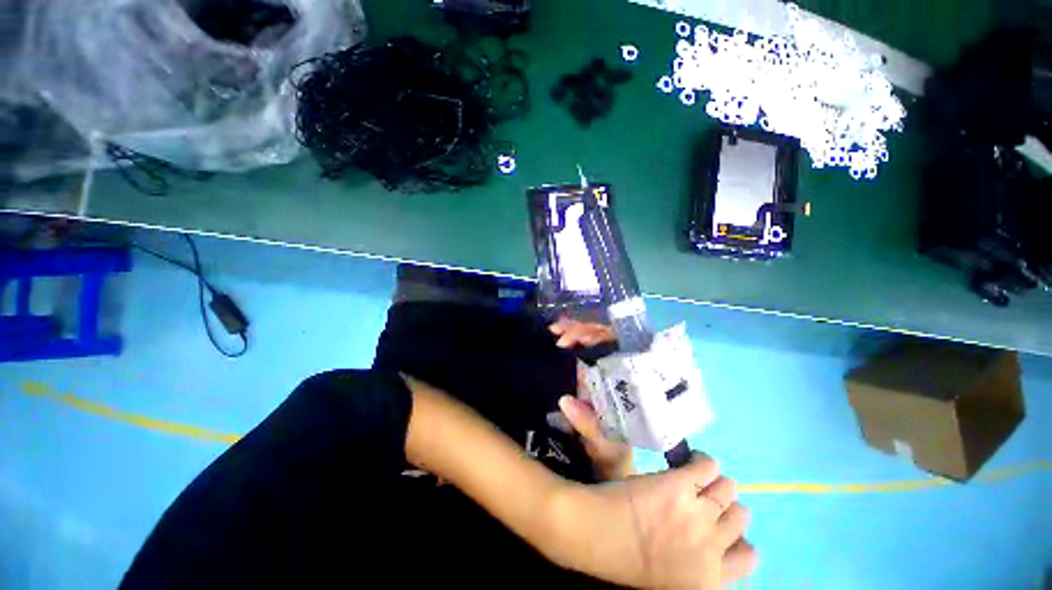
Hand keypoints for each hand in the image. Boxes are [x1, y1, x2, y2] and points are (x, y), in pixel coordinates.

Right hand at [550, 319, 631, 479]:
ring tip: (555, 330)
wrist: (608, 458)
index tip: (576, 340)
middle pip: (608, 336)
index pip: (621, 347)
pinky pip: (583, 342)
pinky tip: (556, 330)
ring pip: (596, 335)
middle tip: (560, 336)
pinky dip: (570, 332)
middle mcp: (620, 368)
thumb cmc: (610, 450)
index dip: (599, 338)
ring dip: (575, 328)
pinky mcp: (591, 366)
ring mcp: (606, 365)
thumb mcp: (602, 444)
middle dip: (583, 330)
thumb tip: (565, 400)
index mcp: (628, 383)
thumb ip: (588, 426)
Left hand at [554, 455, 756, 588]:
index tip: (719, 527)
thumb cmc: (625, 558)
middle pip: (741, 515)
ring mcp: (697, 511)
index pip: (748, 556)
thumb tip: (711, 538)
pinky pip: (706, 465)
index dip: (734, 537)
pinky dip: (701, 460)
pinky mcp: (679, 483)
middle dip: (724, 506)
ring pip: (727, 487)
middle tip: (704, 498)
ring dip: (715, 482)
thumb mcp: (673, 578)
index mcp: (711, 579)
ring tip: (696, 478)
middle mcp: (712, 545)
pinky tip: (690, 460)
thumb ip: (698, 561)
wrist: (597, 534)